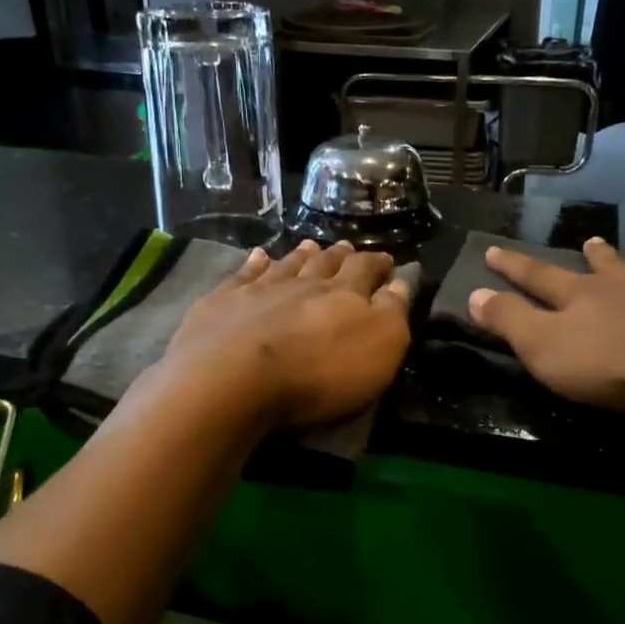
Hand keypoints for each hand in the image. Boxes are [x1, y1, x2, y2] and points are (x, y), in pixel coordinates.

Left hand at [164, 240, 412, 429]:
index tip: (386, 260)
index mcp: (345, 294)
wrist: (234, 377)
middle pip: (325, 264)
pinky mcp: (222, 302)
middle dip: (340, 256)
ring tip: (310, 245)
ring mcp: (260, 289)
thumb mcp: (379, 348)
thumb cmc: (319, 372)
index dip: (378, 264)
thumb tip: (402, 282)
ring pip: (287, 265)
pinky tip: (258, 256)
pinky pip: (243, 275)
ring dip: (301, 255)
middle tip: (347, 247)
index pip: (366, 271)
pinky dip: (254, 264)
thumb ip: (392, 312)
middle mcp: (304, 283)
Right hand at [467, 238, 624, 415]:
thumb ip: (509, 320)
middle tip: (590, 241)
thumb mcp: (543, 347)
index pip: (538, 277)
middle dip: (593, 257)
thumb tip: (473, 294)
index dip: (513, 266)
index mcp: (580, 298)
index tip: (494, 250)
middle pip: (605, 269)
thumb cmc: (610, 363)